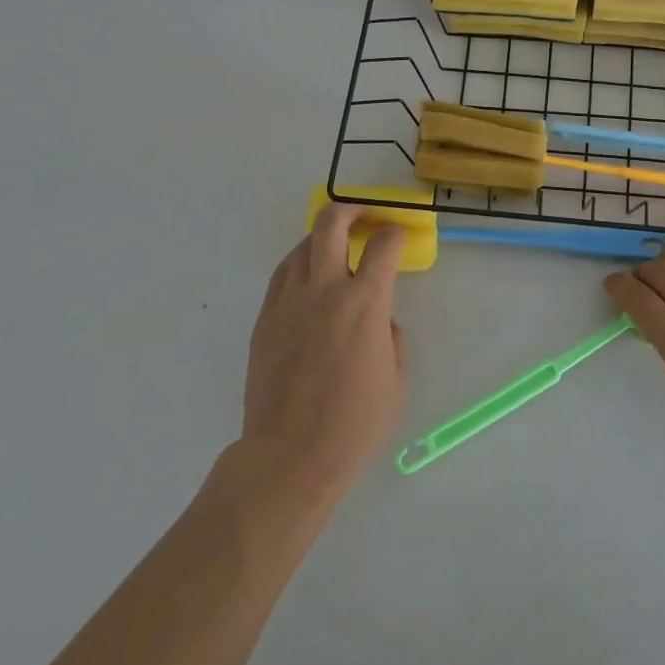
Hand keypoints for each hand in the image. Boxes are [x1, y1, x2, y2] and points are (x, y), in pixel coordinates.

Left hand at [233, 205, 406, 517]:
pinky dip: (299, 265)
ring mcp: (289, 301)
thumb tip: (378, 319)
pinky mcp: (265, 319)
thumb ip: (391, 336)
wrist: (291, 455)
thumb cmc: (355, 422)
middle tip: (364, 216)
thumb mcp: (397, 378)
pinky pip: (282, 275)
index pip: (384, 244)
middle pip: (332, 224)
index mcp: (365, 301)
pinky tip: (308, 278)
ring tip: (335, 248)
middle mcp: (325, 288)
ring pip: (302, 246)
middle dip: (352, 210)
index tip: (399, 235)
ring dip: (323, 238)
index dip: (396, 231)